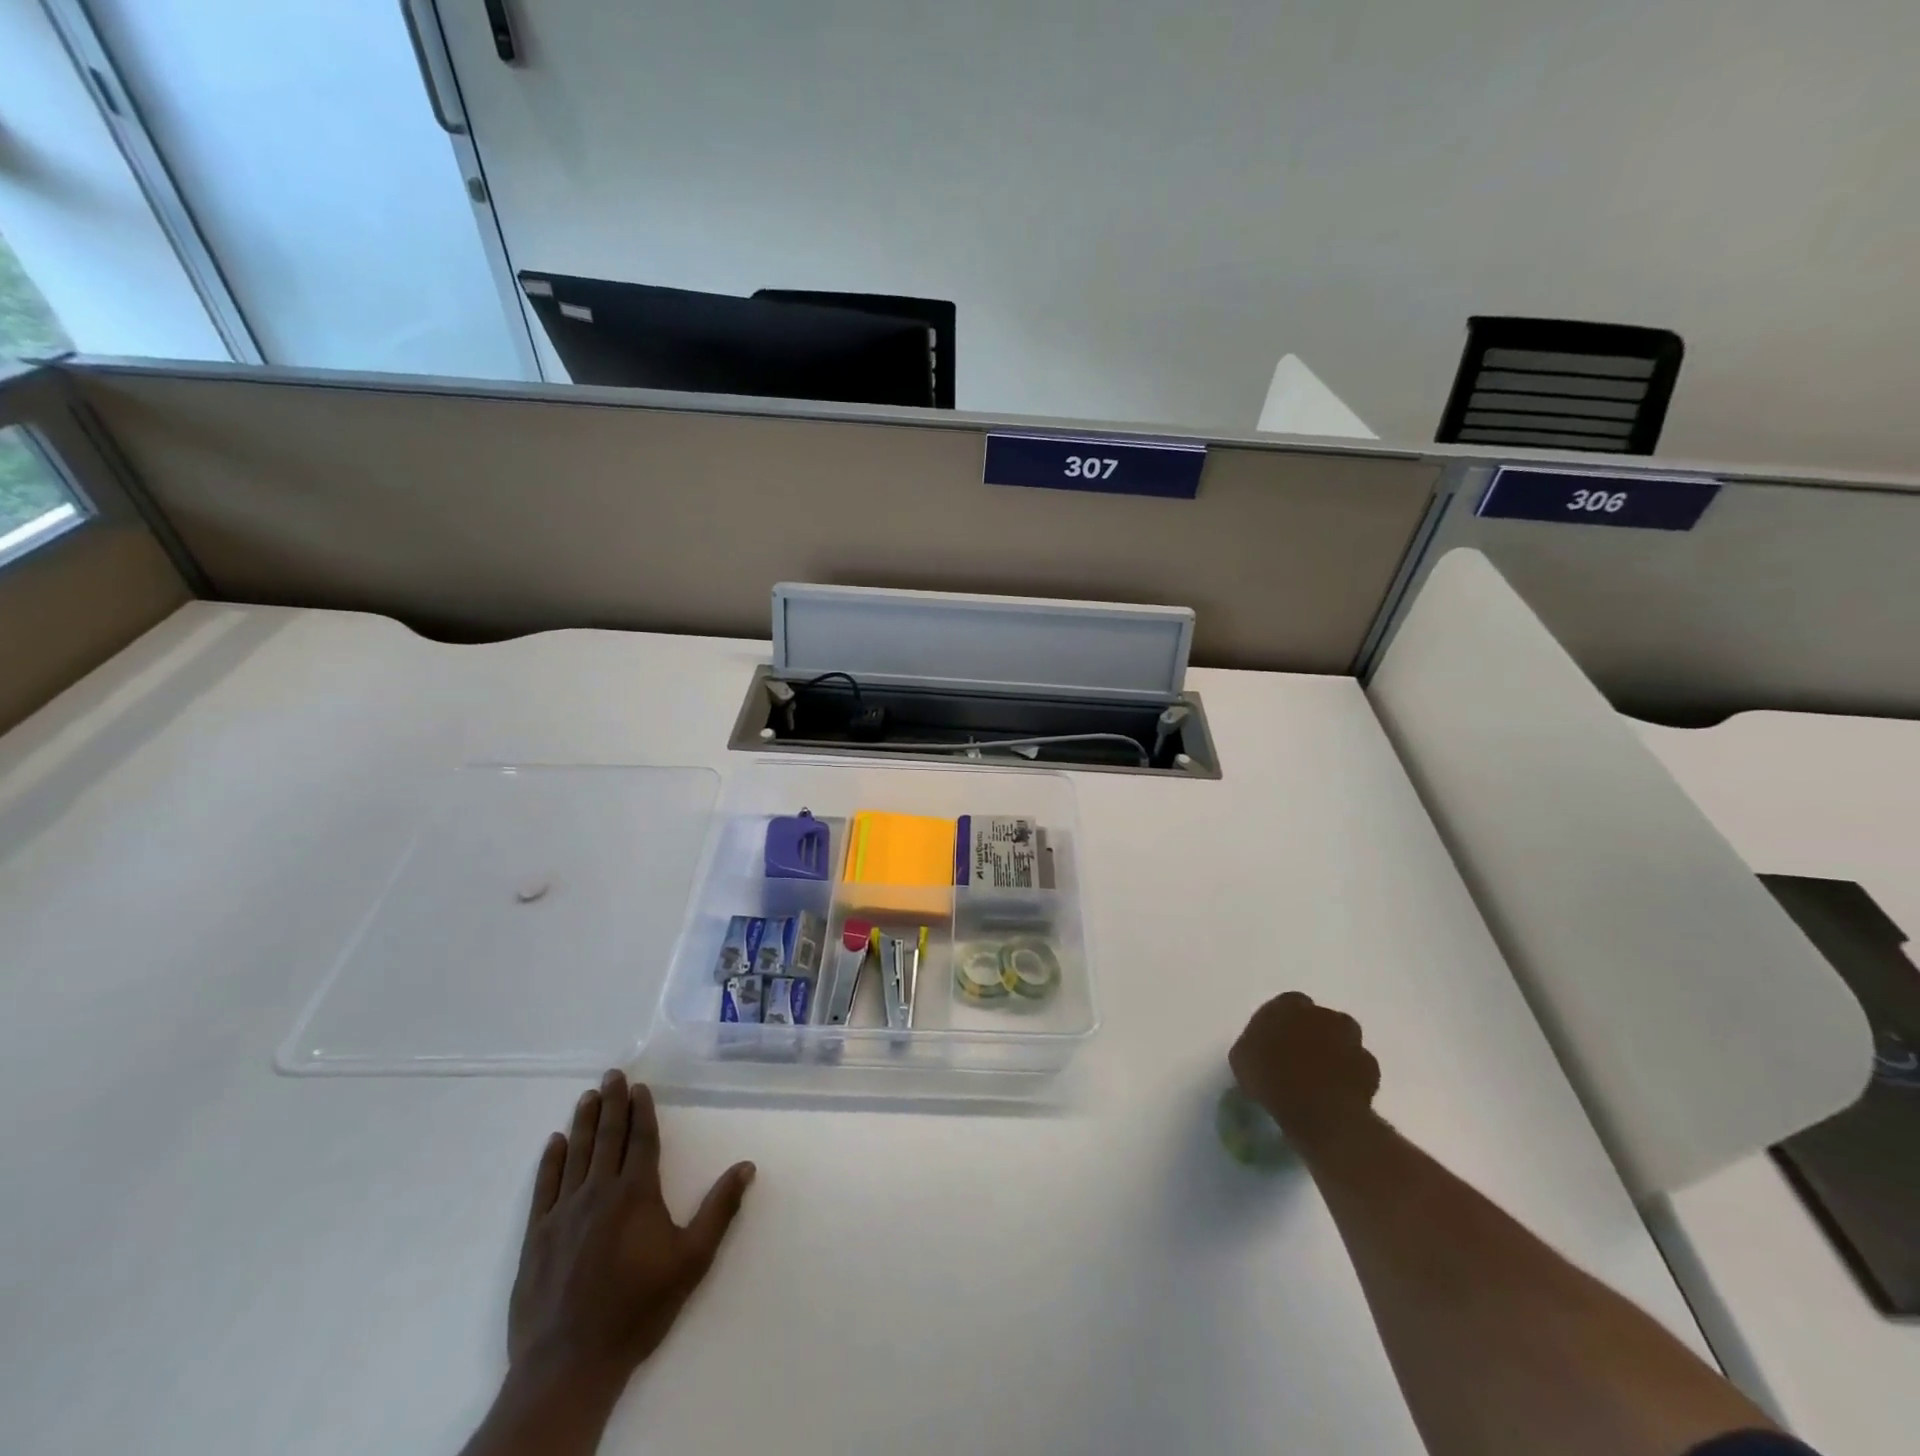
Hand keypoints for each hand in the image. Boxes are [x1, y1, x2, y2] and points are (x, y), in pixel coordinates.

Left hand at [508, 1070, 755, 1388]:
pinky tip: (555, 1142)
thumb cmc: (637, 1308)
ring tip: (587, 1097)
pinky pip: (545, 1186)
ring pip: (576, 1154)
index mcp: (636, 1193)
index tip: (639, 1087)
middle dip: (612, 1103)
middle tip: (612, 1075)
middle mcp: (599, 1191)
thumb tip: (746, 1166)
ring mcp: (564, 1212)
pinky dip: (551, 1161)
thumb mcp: (692, 1260)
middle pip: (608, 1137)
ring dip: (583, 1122)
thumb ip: (720, 1209)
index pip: (641, 1139)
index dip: (642, 1111)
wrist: (569, 1363)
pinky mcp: (537, 1236)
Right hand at [1229, 992, 1380, 1149]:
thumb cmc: (1270, 1078)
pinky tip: (1340, 1091)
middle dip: (1314, 1032)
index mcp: (1288, 1005)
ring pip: (1344, 1039)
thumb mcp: (1242, 1059)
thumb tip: (1259, 1047)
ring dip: (1336, 1050)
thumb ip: (1254, 1044)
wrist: (1316, 1109)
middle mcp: (1322, 1014)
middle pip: (1320, 1018)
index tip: (1277, 1041)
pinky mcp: (1370, 1066)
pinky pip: (1360, 1066)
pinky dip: (1352, 1075)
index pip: (1288, 1003)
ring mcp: (1351, 1039)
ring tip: (1323, 1074)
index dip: (1283, 1022)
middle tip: (1300, 1056)